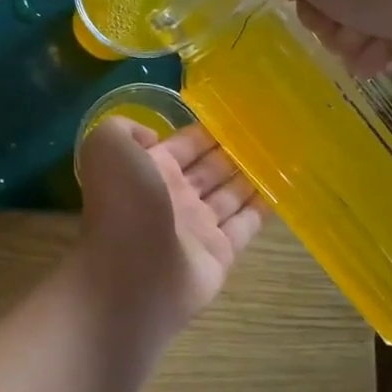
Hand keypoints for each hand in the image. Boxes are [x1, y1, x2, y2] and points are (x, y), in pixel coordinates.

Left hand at [73, 118, 263, 347]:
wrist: (132, 276)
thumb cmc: (123, 206)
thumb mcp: (107, 148)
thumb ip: (124, 129)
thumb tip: (154, 137)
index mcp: (148, 170)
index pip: (183, 145)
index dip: (205, 131)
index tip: (236, 115)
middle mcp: (173, 197)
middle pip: (209, 169)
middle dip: (233, 152)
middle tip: (268, 133)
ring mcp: (197, 227)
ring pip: (229, 195)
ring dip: (251, 176)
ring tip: (281, 156)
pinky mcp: (220, 254)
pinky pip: (246, 225)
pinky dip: (263, 209)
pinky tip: (283, 190)